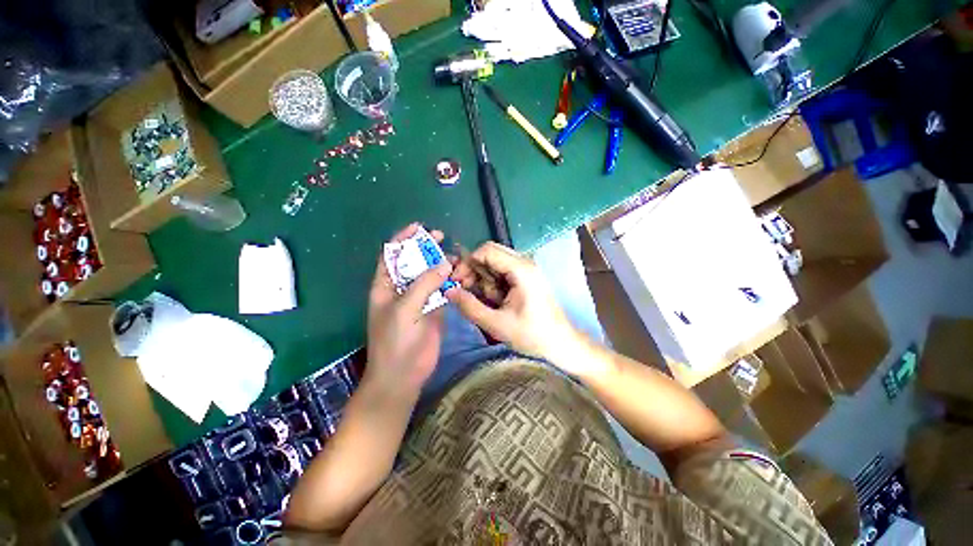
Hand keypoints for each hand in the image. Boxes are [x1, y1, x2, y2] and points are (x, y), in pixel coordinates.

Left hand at [366, 224, 451, 392]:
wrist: (403, 375)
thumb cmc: (395, 341)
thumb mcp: (405, 309)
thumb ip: (424, 284)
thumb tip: (445, 263)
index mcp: (386, 286)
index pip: (392, 255)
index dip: (403, 239)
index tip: (419, 227)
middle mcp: (402, 289)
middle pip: (414, 262)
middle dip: (426, 249)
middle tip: (442, 238)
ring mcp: (419, 299)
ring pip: (431, 276)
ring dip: (442, 266)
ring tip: (456, 259)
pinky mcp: (434, 310)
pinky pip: (442, 291)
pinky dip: (451, 282)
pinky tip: (460, 277)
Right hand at [446, 242, 582, 370]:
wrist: (561, 344)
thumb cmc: (532, 335)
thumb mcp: (496, 324)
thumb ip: (469, 306)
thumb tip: (448, 291)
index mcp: (520, 269)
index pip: (486, 250)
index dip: (467, 263)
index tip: (457, 282)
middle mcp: (524, 263)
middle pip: (489, 255)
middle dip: (474, 272)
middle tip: (466, 292)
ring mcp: (526, 270)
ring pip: (494, 265)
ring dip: (484, 280)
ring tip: (487, 302)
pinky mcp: (525, 278)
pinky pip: (501, 274)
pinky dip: (493, 285)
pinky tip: (495, 302)